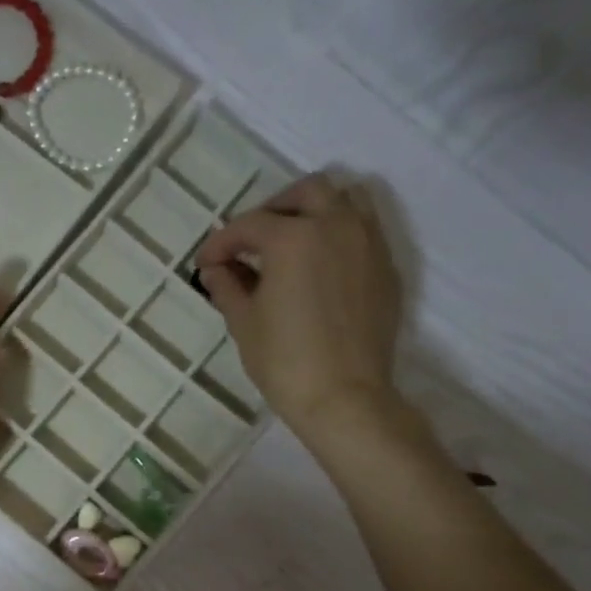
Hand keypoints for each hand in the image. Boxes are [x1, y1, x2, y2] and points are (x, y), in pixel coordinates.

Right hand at [193, 173, 403, 431]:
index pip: (248, 226)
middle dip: (273, 210)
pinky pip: (364, 230)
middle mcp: (336, 226)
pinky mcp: (386, 268)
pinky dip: (339, 234)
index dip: (220, 243)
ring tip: (292, 242)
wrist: (345, 397)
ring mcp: (368, 243)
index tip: (205, 264)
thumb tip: (215, 270)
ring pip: (345, 200)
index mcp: (293, 237)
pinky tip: (320, 266)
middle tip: (252, 242)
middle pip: (305, 192)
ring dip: (314, 211)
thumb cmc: (285, 361)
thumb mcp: (244, 322)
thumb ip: (227, 286)